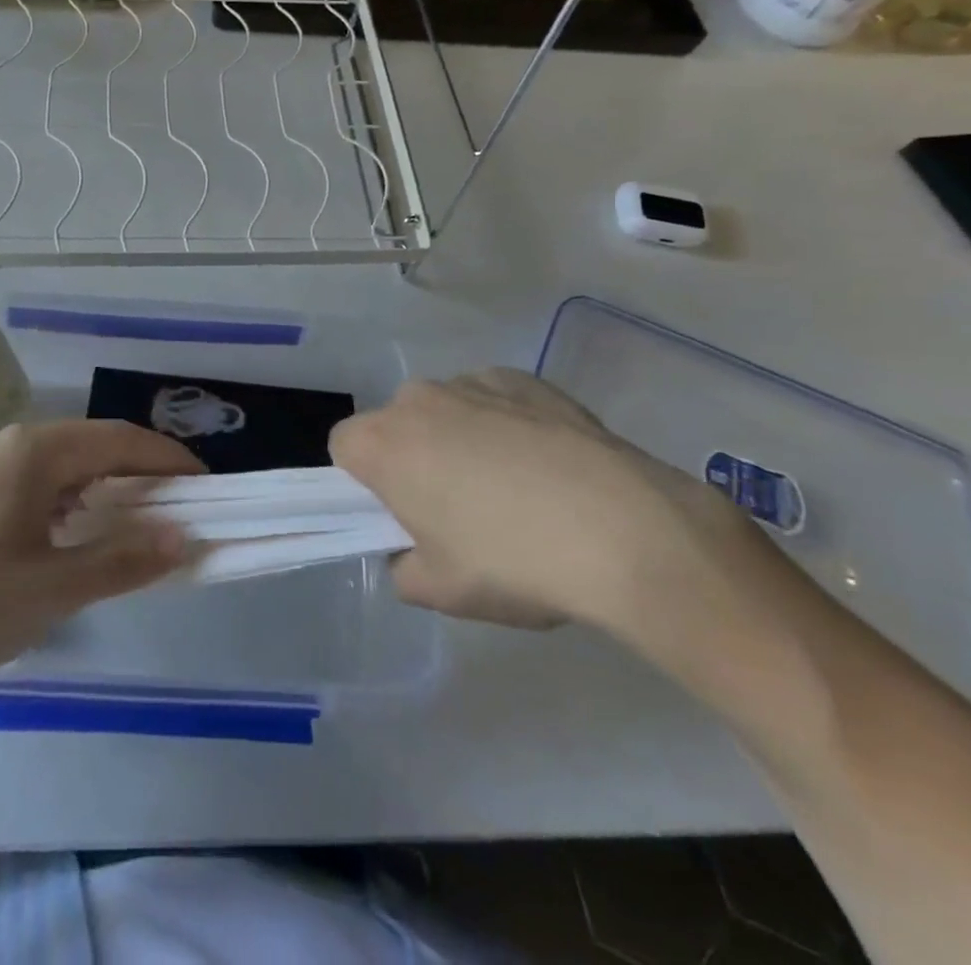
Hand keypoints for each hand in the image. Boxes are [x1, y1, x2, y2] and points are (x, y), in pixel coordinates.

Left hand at [0, 421, 201, 684]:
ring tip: (137, 521)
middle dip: (142, 472)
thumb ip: (122, 561)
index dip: (170, 461)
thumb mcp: (51, 590)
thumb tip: (184, 537)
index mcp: (36, 452)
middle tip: (180, 508)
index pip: (122, 440)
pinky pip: (37, 478)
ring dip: (106, 484)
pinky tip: (75, 529)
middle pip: (95, 444)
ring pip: (65, 461)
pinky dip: (72, 496)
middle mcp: (12, 442)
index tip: (208, 487)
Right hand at [330, 370, 730, 631]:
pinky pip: (494, 400)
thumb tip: (411, 550)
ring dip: (459, 439)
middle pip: (396, 426)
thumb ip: (402, 569)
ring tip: (515, 490)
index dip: (363, 483)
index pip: (343, 448)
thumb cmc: (513, 561)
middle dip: (413, 459)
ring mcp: (474, 381)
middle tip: (457, 510)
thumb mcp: (441, 591)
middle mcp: (418, 398)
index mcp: (382, 443)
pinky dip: (505, 425)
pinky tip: (547, 467)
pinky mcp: (525, 378)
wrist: (626, 529)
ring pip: (446, 411)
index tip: (400, 515)